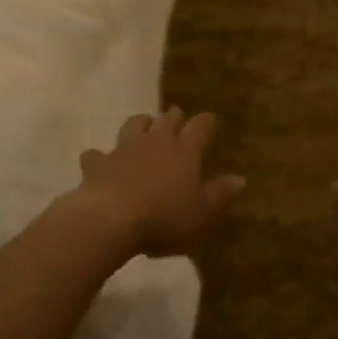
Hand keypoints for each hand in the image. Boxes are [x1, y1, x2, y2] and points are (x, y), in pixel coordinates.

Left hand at [77, 108, 244, 257]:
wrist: (110, 220)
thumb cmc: (164, 218)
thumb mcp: (202, 213)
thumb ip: (221, 194)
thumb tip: (240, 178)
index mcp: (185, 150)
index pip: (202, 125)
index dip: (208, 122)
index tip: (212, 124)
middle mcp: (156, 140)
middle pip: (169, 118)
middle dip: (176, 118)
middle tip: (180, 124)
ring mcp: (125, 148)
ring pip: (135, 124)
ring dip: (142, 125)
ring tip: (145, 130)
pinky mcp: (98, 163)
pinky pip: (97, 154)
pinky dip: (100, 157)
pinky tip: (100, 162)